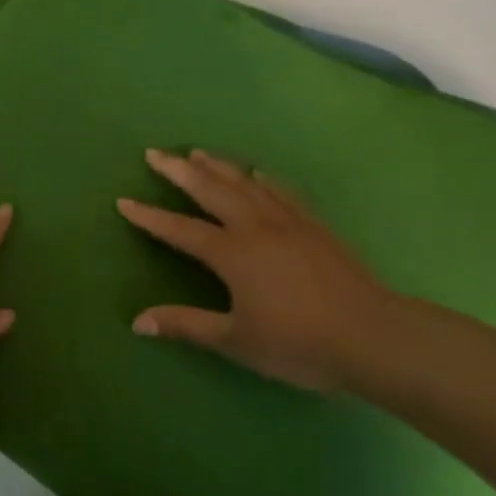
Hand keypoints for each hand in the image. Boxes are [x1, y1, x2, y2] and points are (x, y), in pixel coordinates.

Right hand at [116, 148, 400, 392]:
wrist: (371, 334)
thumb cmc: (298, 343)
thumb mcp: (236, 340)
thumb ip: (187, 325)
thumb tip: (137, 322)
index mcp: (232, 254)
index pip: (180, 230)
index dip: (150, 217)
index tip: (124, 202)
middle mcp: (255, 227)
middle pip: (210, 190)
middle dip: (179, 171)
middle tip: (154, 153)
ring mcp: (287, 221)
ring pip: (244, 183)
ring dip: (217, 166)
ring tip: (196, 152)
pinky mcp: (314, 224)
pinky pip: (282, 191)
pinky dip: (263, 178)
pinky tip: (256, 172)